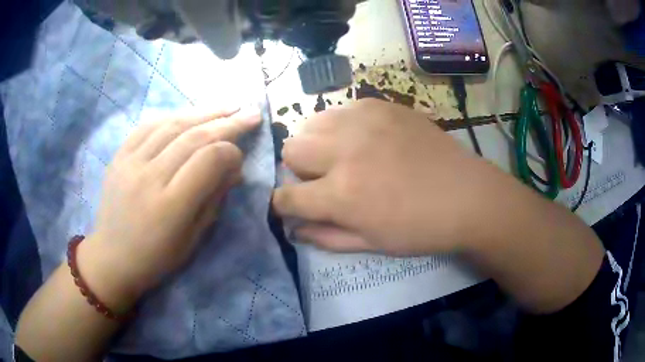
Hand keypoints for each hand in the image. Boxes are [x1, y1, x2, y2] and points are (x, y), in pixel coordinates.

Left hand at [80, 109, 260, 309]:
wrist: (112, 257)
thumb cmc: (156, 257)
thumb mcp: (192, 239)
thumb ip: (214, 200)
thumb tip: (235, 168)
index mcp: (170, 206)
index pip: (208, 161)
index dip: (231, 152)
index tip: (241, 156)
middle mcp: (149, 177)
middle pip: (193, 137)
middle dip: (227, 122)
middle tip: (251, 112)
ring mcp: (130, 162)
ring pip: (172, 124)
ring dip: (203, 112)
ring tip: (227, 105)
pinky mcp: (119, 155)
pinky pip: (149, 125)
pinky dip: (173, 115)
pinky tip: (190, 113)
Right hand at [273, 99, 498, 255]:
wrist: (466, 195)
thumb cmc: (421, 228)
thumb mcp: (371, 244)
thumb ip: (325, 237)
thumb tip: (293, 229)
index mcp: (342, 194)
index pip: (286, 196)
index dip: (282, 204)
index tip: (291, 205)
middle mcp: (345, 151)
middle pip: (291, 149)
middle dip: (298, 169)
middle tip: (323, 179)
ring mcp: (363, 121)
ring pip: (311, 123)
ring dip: (317, 143)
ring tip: (341, 155)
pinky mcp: (381, 105)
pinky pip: (342, 109)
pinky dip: (342, 126)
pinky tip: (364, 138)